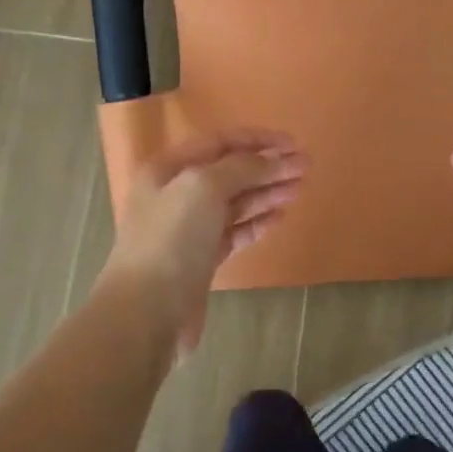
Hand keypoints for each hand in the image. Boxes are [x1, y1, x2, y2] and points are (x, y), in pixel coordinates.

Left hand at [99, 129, 305, 354]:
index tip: (293, 145)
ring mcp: (188, 230)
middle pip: (229, 172)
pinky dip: (257, 223)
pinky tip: (279, 217)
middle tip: (305, 167)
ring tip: (299, 189)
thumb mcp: (203, 187)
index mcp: (168, 170)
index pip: (219, 142)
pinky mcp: (201, 260)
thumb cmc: (171, 239)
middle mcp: (175, 195)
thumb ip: (242, 167)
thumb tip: (275, 160)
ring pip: (235, 203)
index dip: (258, 140)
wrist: (147, 311)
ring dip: (267, 193)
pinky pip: (234, 232)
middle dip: (268, 167)